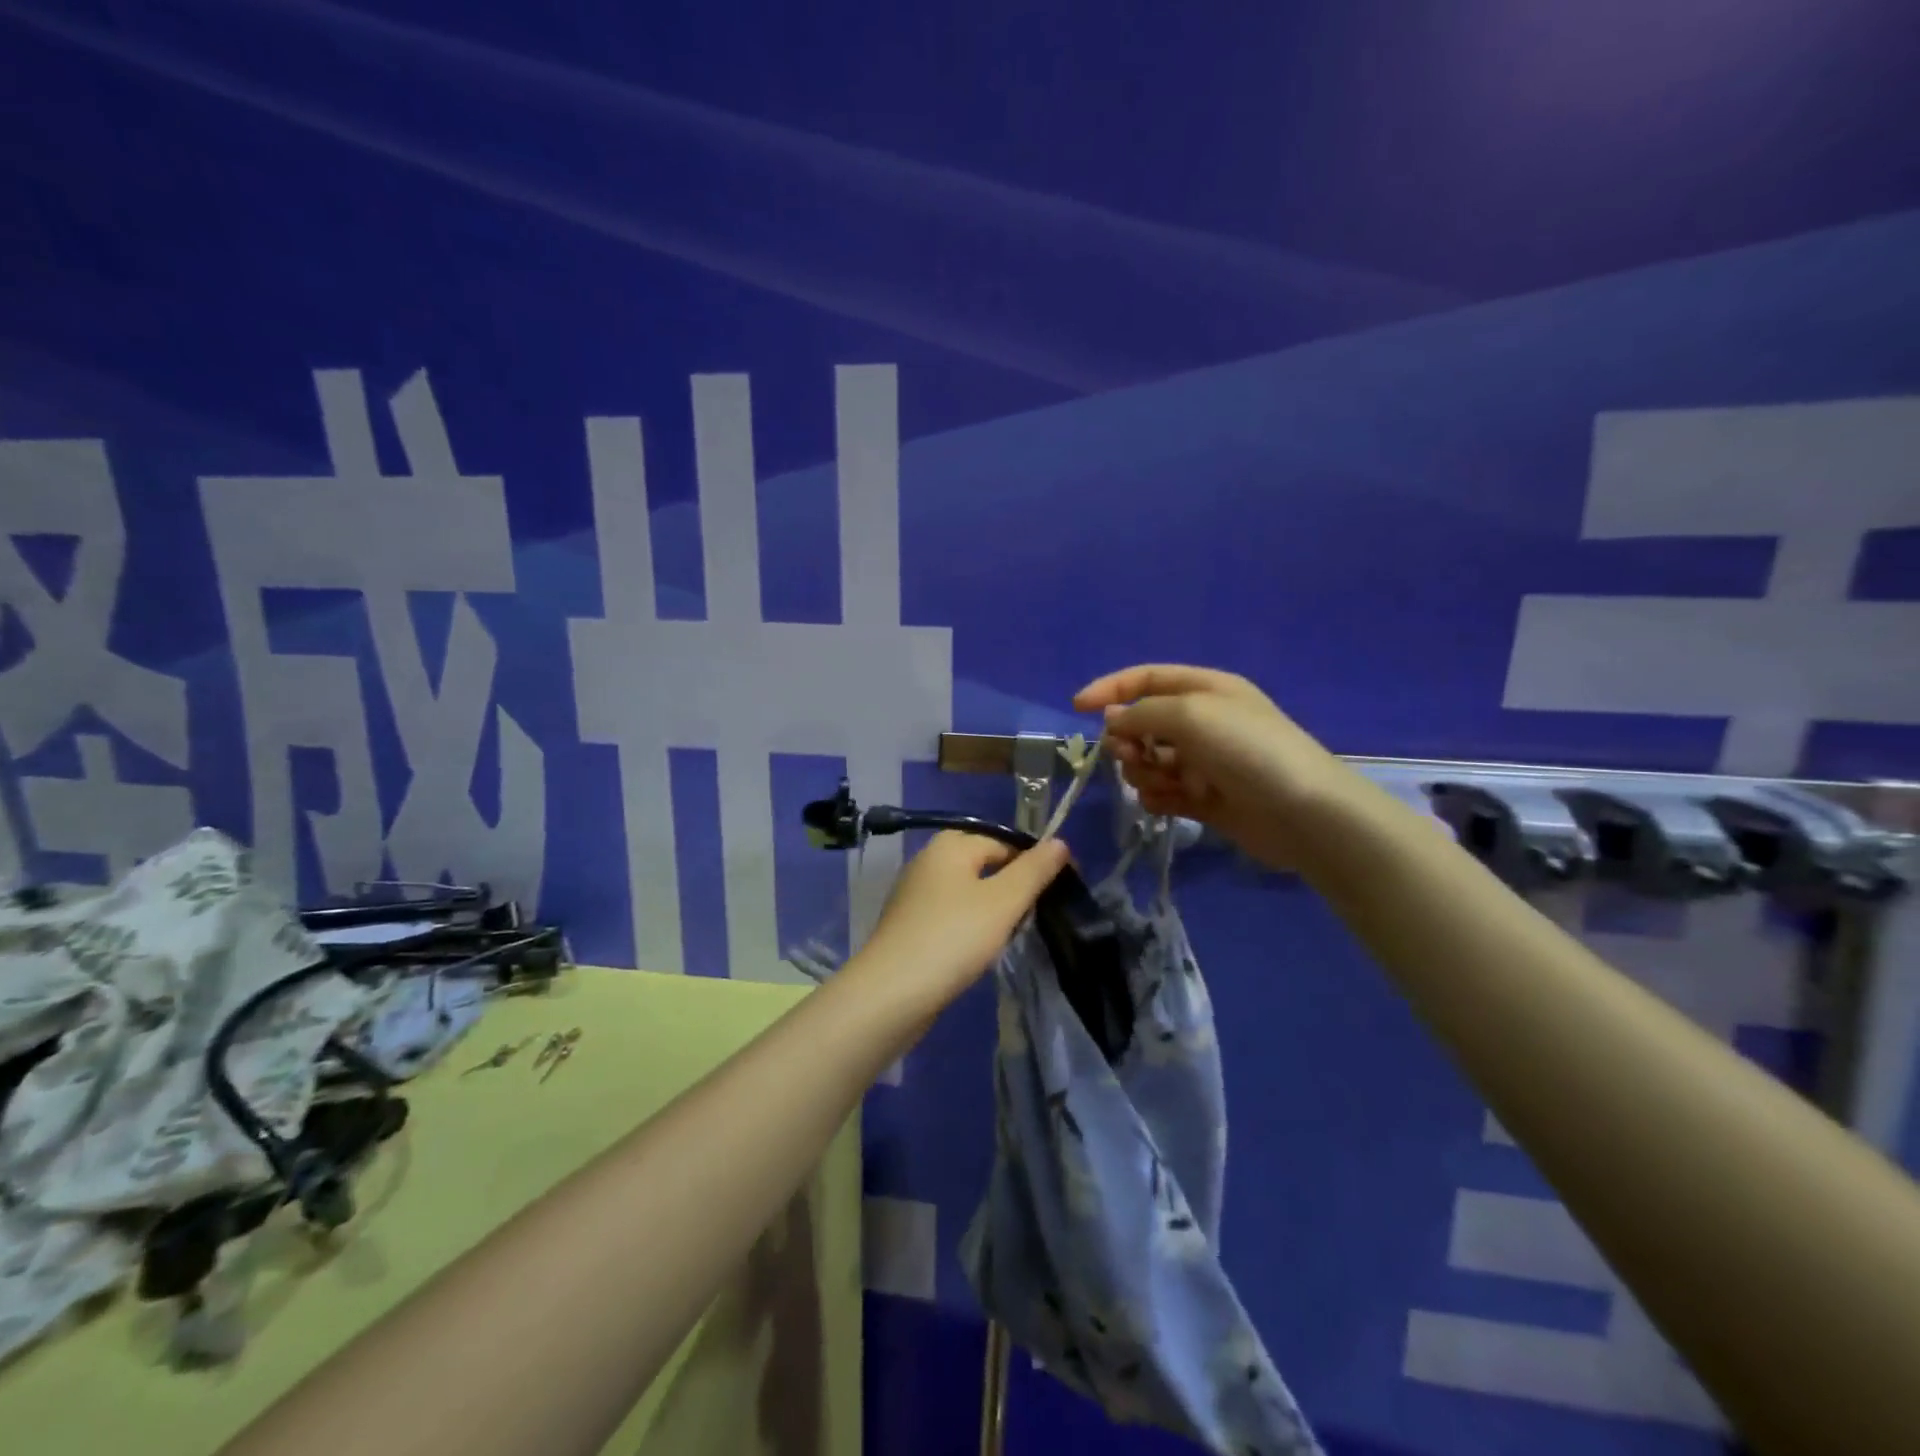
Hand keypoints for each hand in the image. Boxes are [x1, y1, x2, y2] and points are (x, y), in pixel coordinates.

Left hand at [853, 832, 1070, 1008]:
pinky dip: (970, 926)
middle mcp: (928, 860)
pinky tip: (979, 949)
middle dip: (1014, 886)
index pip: (1005, 841)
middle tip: (1036, 915)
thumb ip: (1034, 870)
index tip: (1062, 889)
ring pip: (968, 891)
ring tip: (1011, 935)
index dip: (1036, 861)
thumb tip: (1059, 842)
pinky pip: (951, 914)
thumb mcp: (1003, 901)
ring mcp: (915, 893)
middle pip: (985, 864)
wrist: (891, 993)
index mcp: (950, 845)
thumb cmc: (953, 938)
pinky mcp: (909, 924)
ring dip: (993, 909)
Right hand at [1074, 664, 1357, 870]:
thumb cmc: (1247, 750)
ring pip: (1148, 761)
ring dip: (1143, 772)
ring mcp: (1203, 762)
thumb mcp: (1191, 715)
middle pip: (1142, 723)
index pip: (1146, 679)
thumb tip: (1112, 720)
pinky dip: (1156, 797)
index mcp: (1204, 690)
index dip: (1110, 689)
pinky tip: (1165, 804)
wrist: (1302, 812)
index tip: (1077, 708)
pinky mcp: (1204, 798)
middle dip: (1128, 740)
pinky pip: (1162, 792)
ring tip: (1162, 783)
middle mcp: (1202, 722)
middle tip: (1132, 756)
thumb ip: (1142, 713)